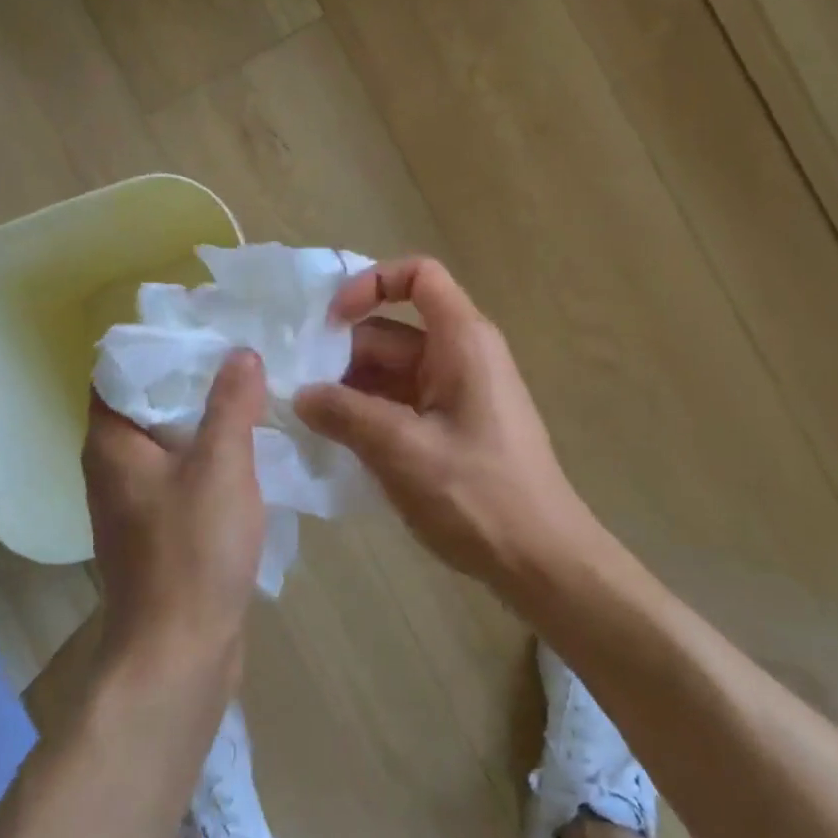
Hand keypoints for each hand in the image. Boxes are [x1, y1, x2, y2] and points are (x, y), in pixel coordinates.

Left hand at [81, 350, 267, 684]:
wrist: (179, 652)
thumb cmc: (193, 551)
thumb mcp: (221, 466)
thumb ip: (231, 404)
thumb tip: (241, 353)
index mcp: (111, 442)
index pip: (117, 369)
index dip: (158, 345)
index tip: (206, 330)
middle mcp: (112, 466)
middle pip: (147, 402)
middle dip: (193, 379)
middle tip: (243, 356)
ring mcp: (134, 501)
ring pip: (168, 441)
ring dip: (205, 419)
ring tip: (254, 393)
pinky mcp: (158, 530)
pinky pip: (182, 475)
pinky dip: (210, 457)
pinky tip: (251, 450)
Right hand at [295, 257, 589, 587]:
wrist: (541, 561)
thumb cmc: (478, 496)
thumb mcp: (402, 450)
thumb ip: (345, 414)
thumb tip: (301, 395)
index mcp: (462, 342)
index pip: (418, 276)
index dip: (371, 284)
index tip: (331, 323)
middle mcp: (460, 357)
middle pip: (390, 332)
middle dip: (342, 355)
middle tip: (296, 390)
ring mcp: (456, 394)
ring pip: (390, 372)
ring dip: (349, 391)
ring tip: (307, 421)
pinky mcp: (450, 427)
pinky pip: (400, 404)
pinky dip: (368, 415)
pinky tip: (335, 443)